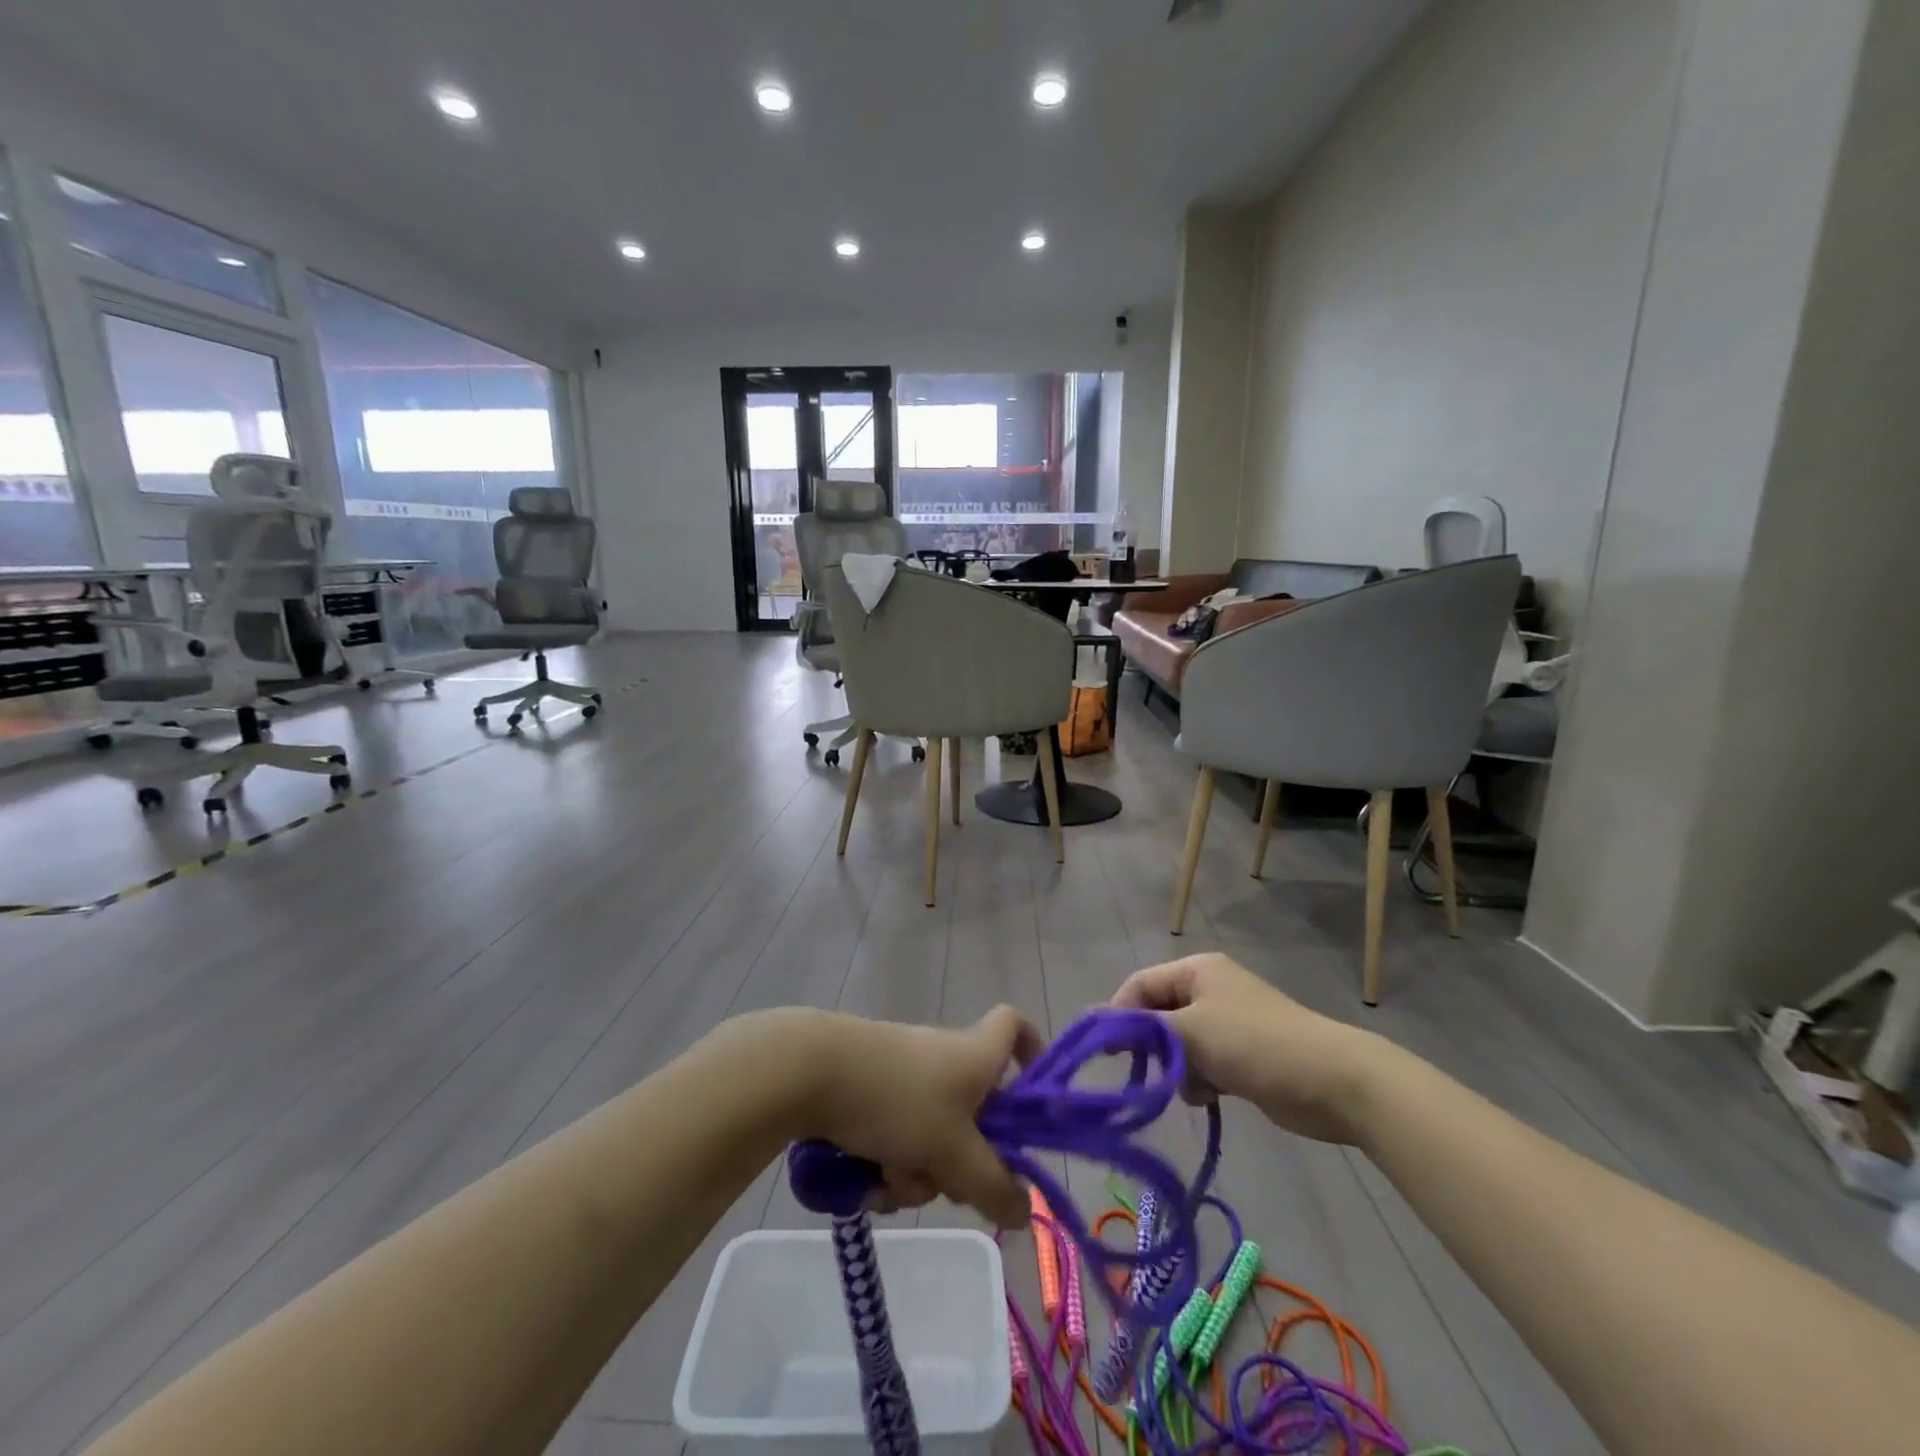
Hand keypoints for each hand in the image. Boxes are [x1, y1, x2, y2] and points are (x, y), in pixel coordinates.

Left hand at [785, 1006, 1041, 1227]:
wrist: (813, 1072)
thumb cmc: (899, 1101)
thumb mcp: (953, 1154)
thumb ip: (993, 1187)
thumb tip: (1025, 1211)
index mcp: (975, 1056)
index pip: (1014, 1026)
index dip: (1030, 1050)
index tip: (1027, 1095)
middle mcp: (944, 1056)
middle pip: (973, 1112)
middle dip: (960, 1159)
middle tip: (944, 1180)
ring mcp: (905, 1071)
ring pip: (930, 1133)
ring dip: (916, 1168)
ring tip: (888, 1178)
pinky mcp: (871, 1086)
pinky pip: (895, 1132)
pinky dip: (887, 1158)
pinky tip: (864, 1176)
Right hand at [1111, 953, 1395, 1144]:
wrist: (1332, 1080)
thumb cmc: (1254, 1043)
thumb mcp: (1189, 1030)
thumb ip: (1141, 1027)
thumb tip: (1096, 1023)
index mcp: (1197, 970)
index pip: (1140, 985)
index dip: (1120, 1014)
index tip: (1107, 1052)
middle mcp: (1209, 990)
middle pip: (1158, 1015)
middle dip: (1153, 1046)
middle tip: (1151, 1073)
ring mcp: (1227, 1023)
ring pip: (1179, 1045)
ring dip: (1178, 1068)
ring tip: (1194, 1085)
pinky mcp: (1242, 1056)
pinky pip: (1202, 1064)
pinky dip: (1200, 1080)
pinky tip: (1212, 1094)